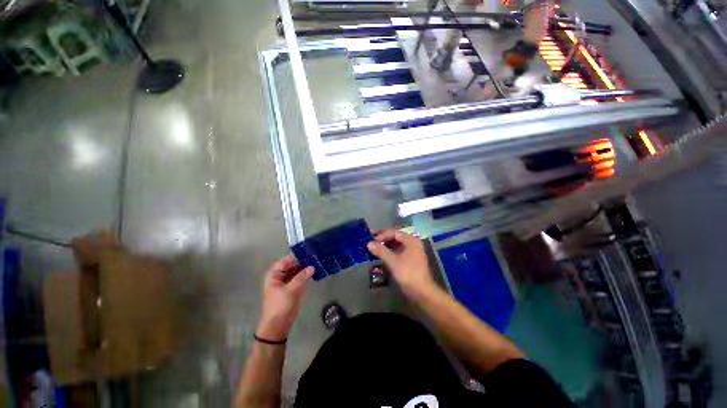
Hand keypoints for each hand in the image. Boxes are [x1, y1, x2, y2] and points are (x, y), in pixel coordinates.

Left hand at [257, 256, 313, 340]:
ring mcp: (287, 282)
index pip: (286, 260)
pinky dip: (306, 274)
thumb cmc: (280, 305)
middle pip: (292, 265)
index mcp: (275, 274)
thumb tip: (313, 266)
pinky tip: (315, 271)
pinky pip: (300, 277)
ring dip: (305, 267)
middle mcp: (280, 276)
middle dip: (302, 262)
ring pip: (297, 271)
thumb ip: (302, 277)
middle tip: (315, 257)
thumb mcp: (291, 290)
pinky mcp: (293, 288)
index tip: (309, 252)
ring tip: (317, 261)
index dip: (296, 256)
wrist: (278, 325)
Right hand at [367, 230, 436, 299]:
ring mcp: (412, 252)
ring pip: (396, 245)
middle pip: (395, 237)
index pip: (394, 233)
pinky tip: (380, 255)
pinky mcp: (410, 260)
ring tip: (373, 247)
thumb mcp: (393, 261)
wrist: (422, 292)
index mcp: (411, 240)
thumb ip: (381, 251)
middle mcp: (412, 243)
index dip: (381, 235)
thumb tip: (368, 243)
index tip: (371, 239)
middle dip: (382, 239)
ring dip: (385, 245)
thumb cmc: (408, 274)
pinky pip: (397, 252)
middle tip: (370, 240)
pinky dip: (389, 252)